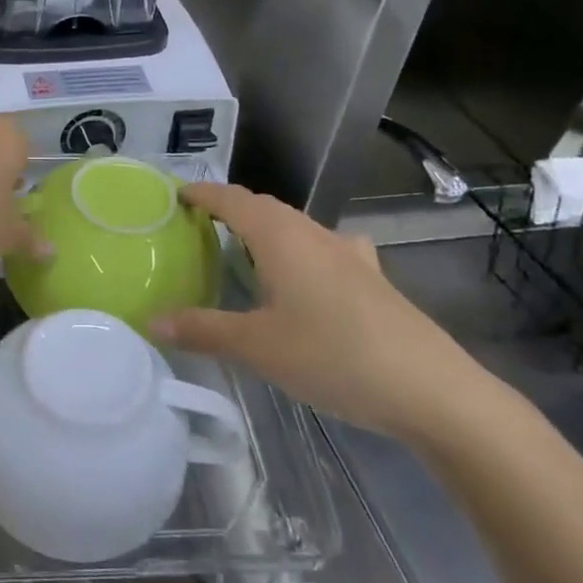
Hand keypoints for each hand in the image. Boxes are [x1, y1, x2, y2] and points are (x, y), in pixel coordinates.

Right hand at [150, 183, 495, 442]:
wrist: (432, 389)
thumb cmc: (334, 356)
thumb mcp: (258, 347)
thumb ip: (202, 330)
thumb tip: (151, 321)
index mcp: (280, 236)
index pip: (231, 199)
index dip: (201, 193)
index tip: (175, 196)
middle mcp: (313, 233)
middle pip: (263, 206)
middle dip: (229, 209)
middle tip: (198, 226)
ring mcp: (348, 253)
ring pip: (295, 225)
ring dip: (264, 227)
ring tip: (243, 249)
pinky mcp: (371, 278)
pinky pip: (325, 247)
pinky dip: (301, 248)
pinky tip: (309, 274)